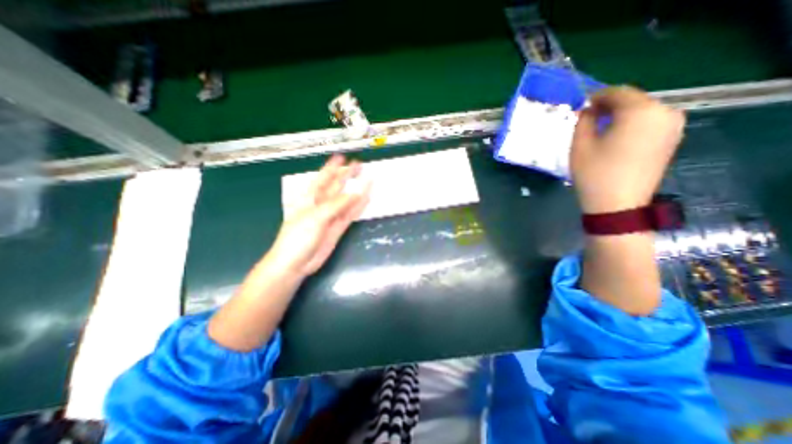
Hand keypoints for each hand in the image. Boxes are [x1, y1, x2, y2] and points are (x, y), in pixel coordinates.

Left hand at [265, 152, 370, 277]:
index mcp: (309, 198)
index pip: (322, 178)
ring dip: (356, 190)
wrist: (295, 263)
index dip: (332, 167)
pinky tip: (366, 199)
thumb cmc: (298, 237)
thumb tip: (355, 193)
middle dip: (347, 176)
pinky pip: (350, 214)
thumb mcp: (315, 217)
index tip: (342, 157)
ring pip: (346, 200)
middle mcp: (321, 204)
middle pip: (336, 187)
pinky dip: (358, 207)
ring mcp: (331, 216)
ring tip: (367, 179)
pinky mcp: (338, 228)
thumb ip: (335, 205)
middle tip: (359, 165)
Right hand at [570, 86, 687, 212]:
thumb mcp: (580, 145)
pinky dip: (632, 124)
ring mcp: (673, 126)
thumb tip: (587, 110)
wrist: (618, 204)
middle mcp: (665, 112)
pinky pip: (650, 122)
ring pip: (642, 110)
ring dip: (620, 115)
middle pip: (633, 100)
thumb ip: (583, 121)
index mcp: (640, 111)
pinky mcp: (672, 139)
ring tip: (600, 129)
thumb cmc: (594, 173)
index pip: (618, 92)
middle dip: (609, 106)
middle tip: (588, 118)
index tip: (581, 106)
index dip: (597, 96)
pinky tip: (616, 137)